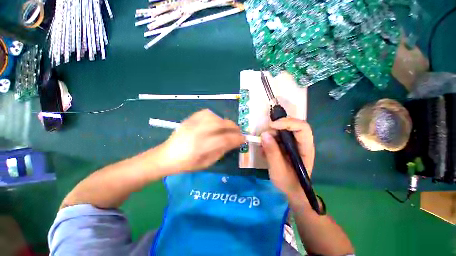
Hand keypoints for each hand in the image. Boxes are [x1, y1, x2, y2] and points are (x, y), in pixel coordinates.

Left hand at [159, 109, 244, 171]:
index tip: (243, 139)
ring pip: (214, 117)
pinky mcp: (189, 119)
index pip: (224, 139)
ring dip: (224, 122)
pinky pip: (206, 112)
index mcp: (201, 147)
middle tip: (238, 131)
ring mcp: (192, 124)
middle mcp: (197, 132)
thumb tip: (234, 142)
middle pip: (220, 124)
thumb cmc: (187, 163)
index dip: (237, 138)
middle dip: (233, 127)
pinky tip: (216, 122)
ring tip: (227, 128)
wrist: (166, 156)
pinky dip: (214, 116)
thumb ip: (222, 151)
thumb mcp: (207, 163)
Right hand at [261, 118, 314, 201]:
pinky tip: (264, 150)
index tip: (271, 126)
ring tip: (262, 147)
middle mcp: (300, 142)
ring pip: (281, 130)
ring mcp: (292, 143)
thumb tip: (264, 134)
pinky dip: (268, 140)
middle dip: (275, 129)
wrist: (291, 190)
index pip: (302, 128)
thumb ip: (272, 152)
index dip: (287, 123)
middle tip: (263, 137)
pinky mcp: (285, 145)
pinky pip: (276, 136)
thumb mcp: (278, 170)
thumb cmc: (289, 183)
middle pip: (290, 126)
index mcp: (305, 148)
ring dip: (270, 135)